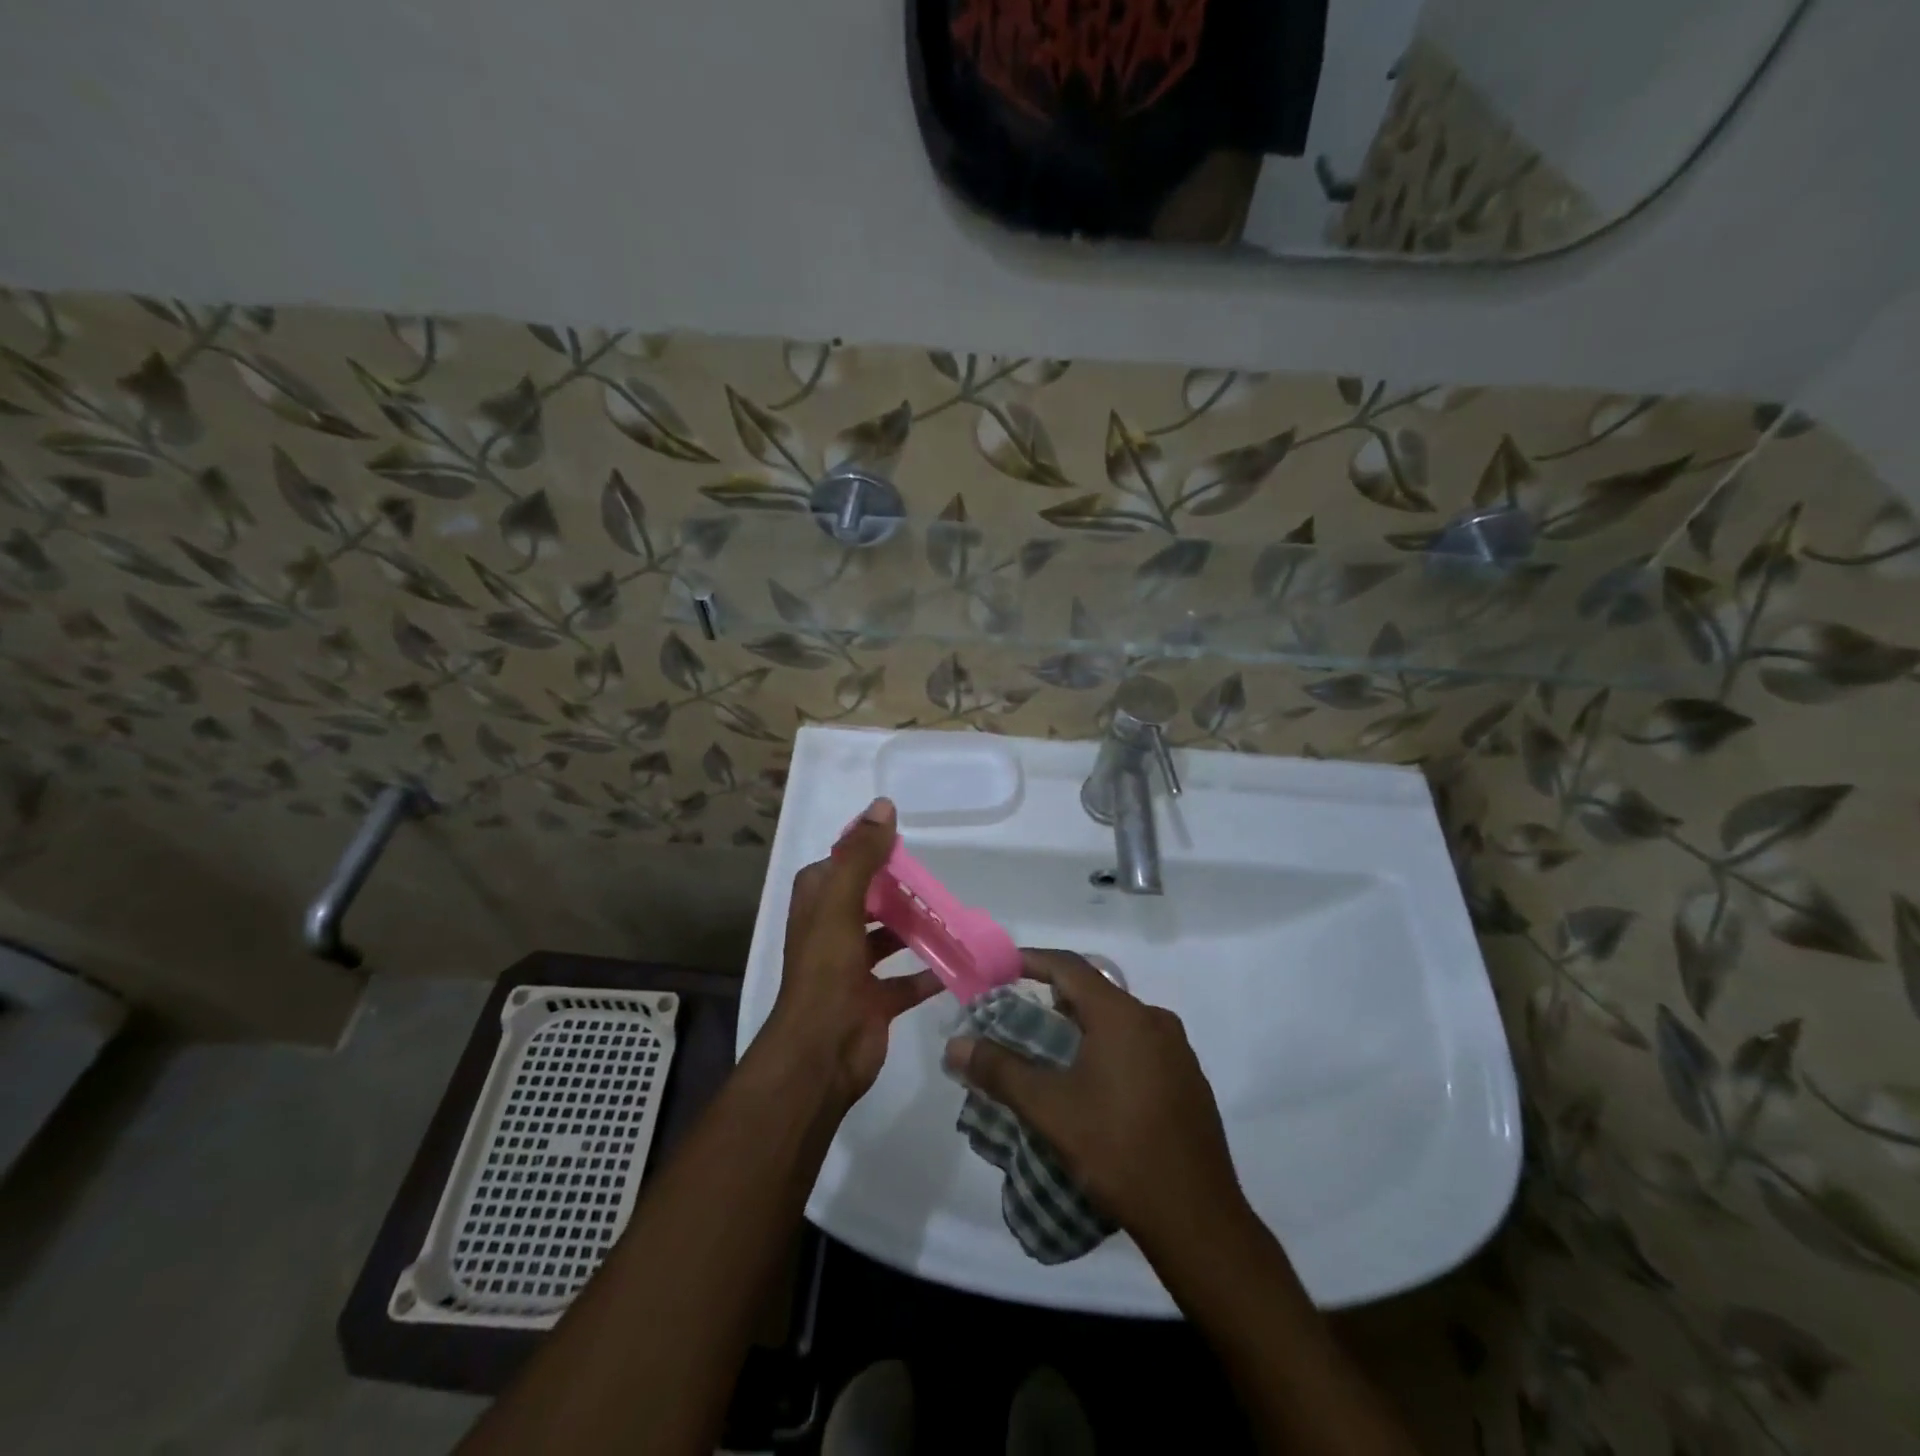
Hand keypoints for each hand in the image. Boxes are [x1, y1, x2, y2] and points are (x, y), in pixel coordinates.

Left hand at [761, 797, 940, 1106]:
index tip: (901, 843)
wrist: (821, 1054)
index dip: (865, 852)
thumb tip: (883, 805)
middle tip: (936, 880)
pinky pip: (907, 981)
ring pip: (888, 939)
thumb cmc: (826, 971)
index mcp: (817, 905)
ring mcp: (852, 969)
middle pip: (868, 900)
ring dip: (916, 928)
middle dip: (899, 890)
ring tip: (952, 915)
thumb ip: (862, 855)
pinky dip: (930, 972)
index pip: (840, 866)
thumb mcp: (841, 903)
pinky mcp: (874, 1001)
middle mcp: (832, 932)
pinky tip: (959, 961)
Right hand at [944, 950, 1244, 1249]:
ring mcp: (1177, 1051)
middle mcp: (1154, 1020)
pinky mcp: (1189, 1081)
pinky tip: (1094, 1089)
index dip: (1031, 960)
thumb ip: (1000, 1070)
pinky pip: (1140, 1047)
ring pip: (1119, 1021)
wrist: (1197, 1218)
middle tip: (1019, 1019)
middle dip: (1053, 999)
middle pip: (1095, 992)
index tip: (1000, 968)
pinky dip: (1109, 1050)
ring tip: (1050, 1056)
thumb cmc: (1118, 1150)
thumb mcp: (1049, 1109)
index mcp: (1122, 1015)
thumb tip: (956, 1045)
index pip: (1069, 966)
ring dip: (1083, 1027)